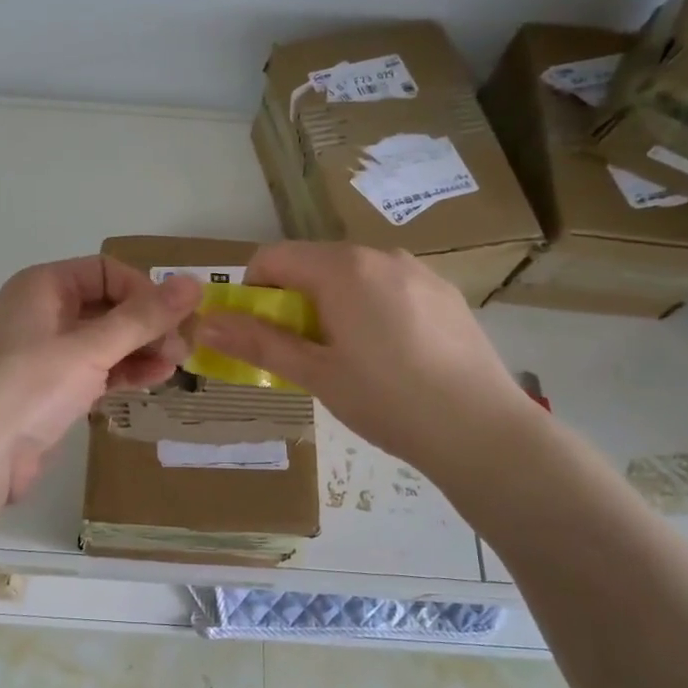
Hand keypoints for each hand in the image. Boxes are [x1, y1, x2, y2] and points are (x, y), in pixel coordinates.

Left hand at [0, 257, 200, 501]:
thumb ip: (143, 317)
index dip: (143, 291)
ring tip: (175, 367)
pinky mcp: (49, 391)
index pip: (105, 271)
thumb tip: (193, 282)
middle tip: (185, 349)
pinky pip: (94, 371)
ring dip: (140, 350)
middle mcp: (42, 313)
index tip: (176, 320)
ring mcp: (44, 354)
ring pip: (103, 341)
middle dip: (147, 324)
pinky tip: (153, 381)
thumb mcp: (90, 348)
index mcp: (42, 286)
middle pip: (107, 306)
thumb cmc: (29, 387)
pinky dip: (123, 373)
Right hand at [195, 242, 533, 474]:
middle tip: (301, 353)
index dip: (252, 291)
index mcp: (343, 269)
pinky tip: (390, 357)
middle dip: (293, 301)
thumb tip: (204, 323)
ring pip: (353, 276)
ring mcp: (419, 272)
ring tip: (348, 358)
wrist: (482, 431)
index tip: (258, 333)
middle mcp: (381, 256)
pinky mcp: (445, 293)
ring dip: (331, 305)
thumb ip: (257, 342)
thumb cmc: (387, 400)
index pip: (274, 257)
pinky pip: (389, 288)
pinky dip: (370, 309)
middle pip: (314, 264)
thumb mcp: (315, 374)